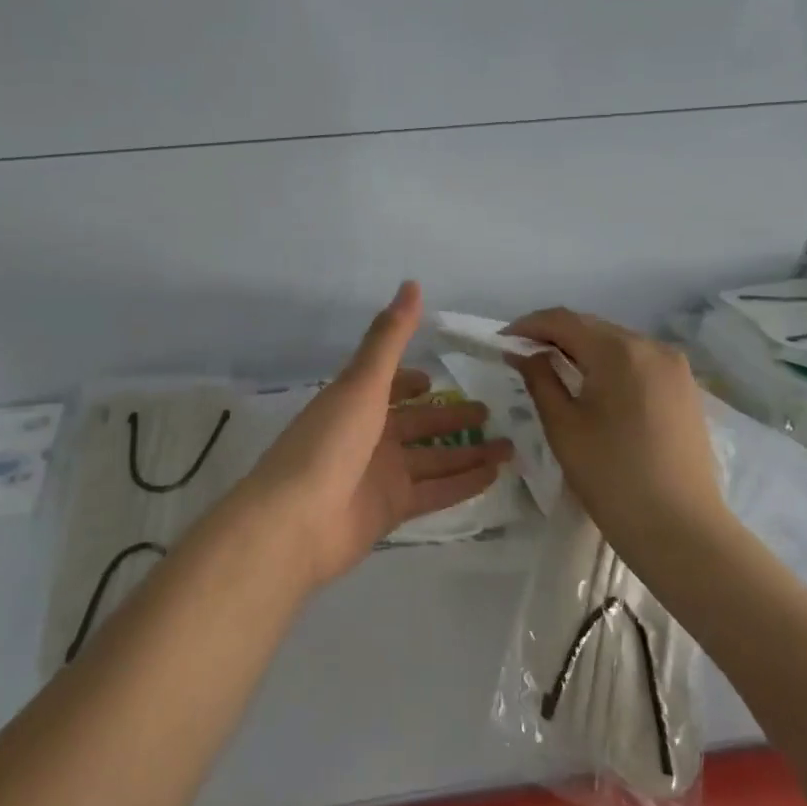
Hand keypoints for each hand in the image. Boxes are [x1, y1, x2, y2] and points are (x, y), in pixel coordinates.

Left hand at [238, 282, 513, 585]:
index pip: (387, 387)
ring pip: (433, 459)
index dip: (409, 382)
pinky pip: (435, 492)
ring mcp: (380, 475)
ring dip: (468, 452)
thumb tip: (412, 284)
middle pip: (418, 424)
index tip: (436, 379)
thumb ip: (389, 338)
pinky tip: (495, 476)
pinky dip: (463, 484)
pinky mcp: (391, 510)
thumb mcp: (362, 383)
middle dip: (450, 418)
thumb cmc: (328, 442)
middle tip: (490, 412)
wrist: (296, 522)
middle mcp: (368, 436)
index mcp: (356, 402)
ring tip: (509, 446)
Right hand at [502, 308, 725, 536]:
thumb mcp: (563, 427)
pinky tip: (593, 388)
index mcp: (620, 351)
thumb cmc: (612, 477)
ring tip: (554, 371)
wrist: (681, 531)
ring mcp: (676, 368)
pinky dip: (610, 366)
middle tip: (523, 356)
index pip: (565, 320)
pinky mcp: (686, 390)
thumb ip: (540, 379)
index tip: (502, 341)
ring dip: (583, 350)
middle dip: (555, 336)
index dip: (529, 325)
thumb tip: (525, 353)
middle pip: (593, 328)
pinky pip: (639, 363)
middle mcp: (653, 347)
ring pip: (618, 344)